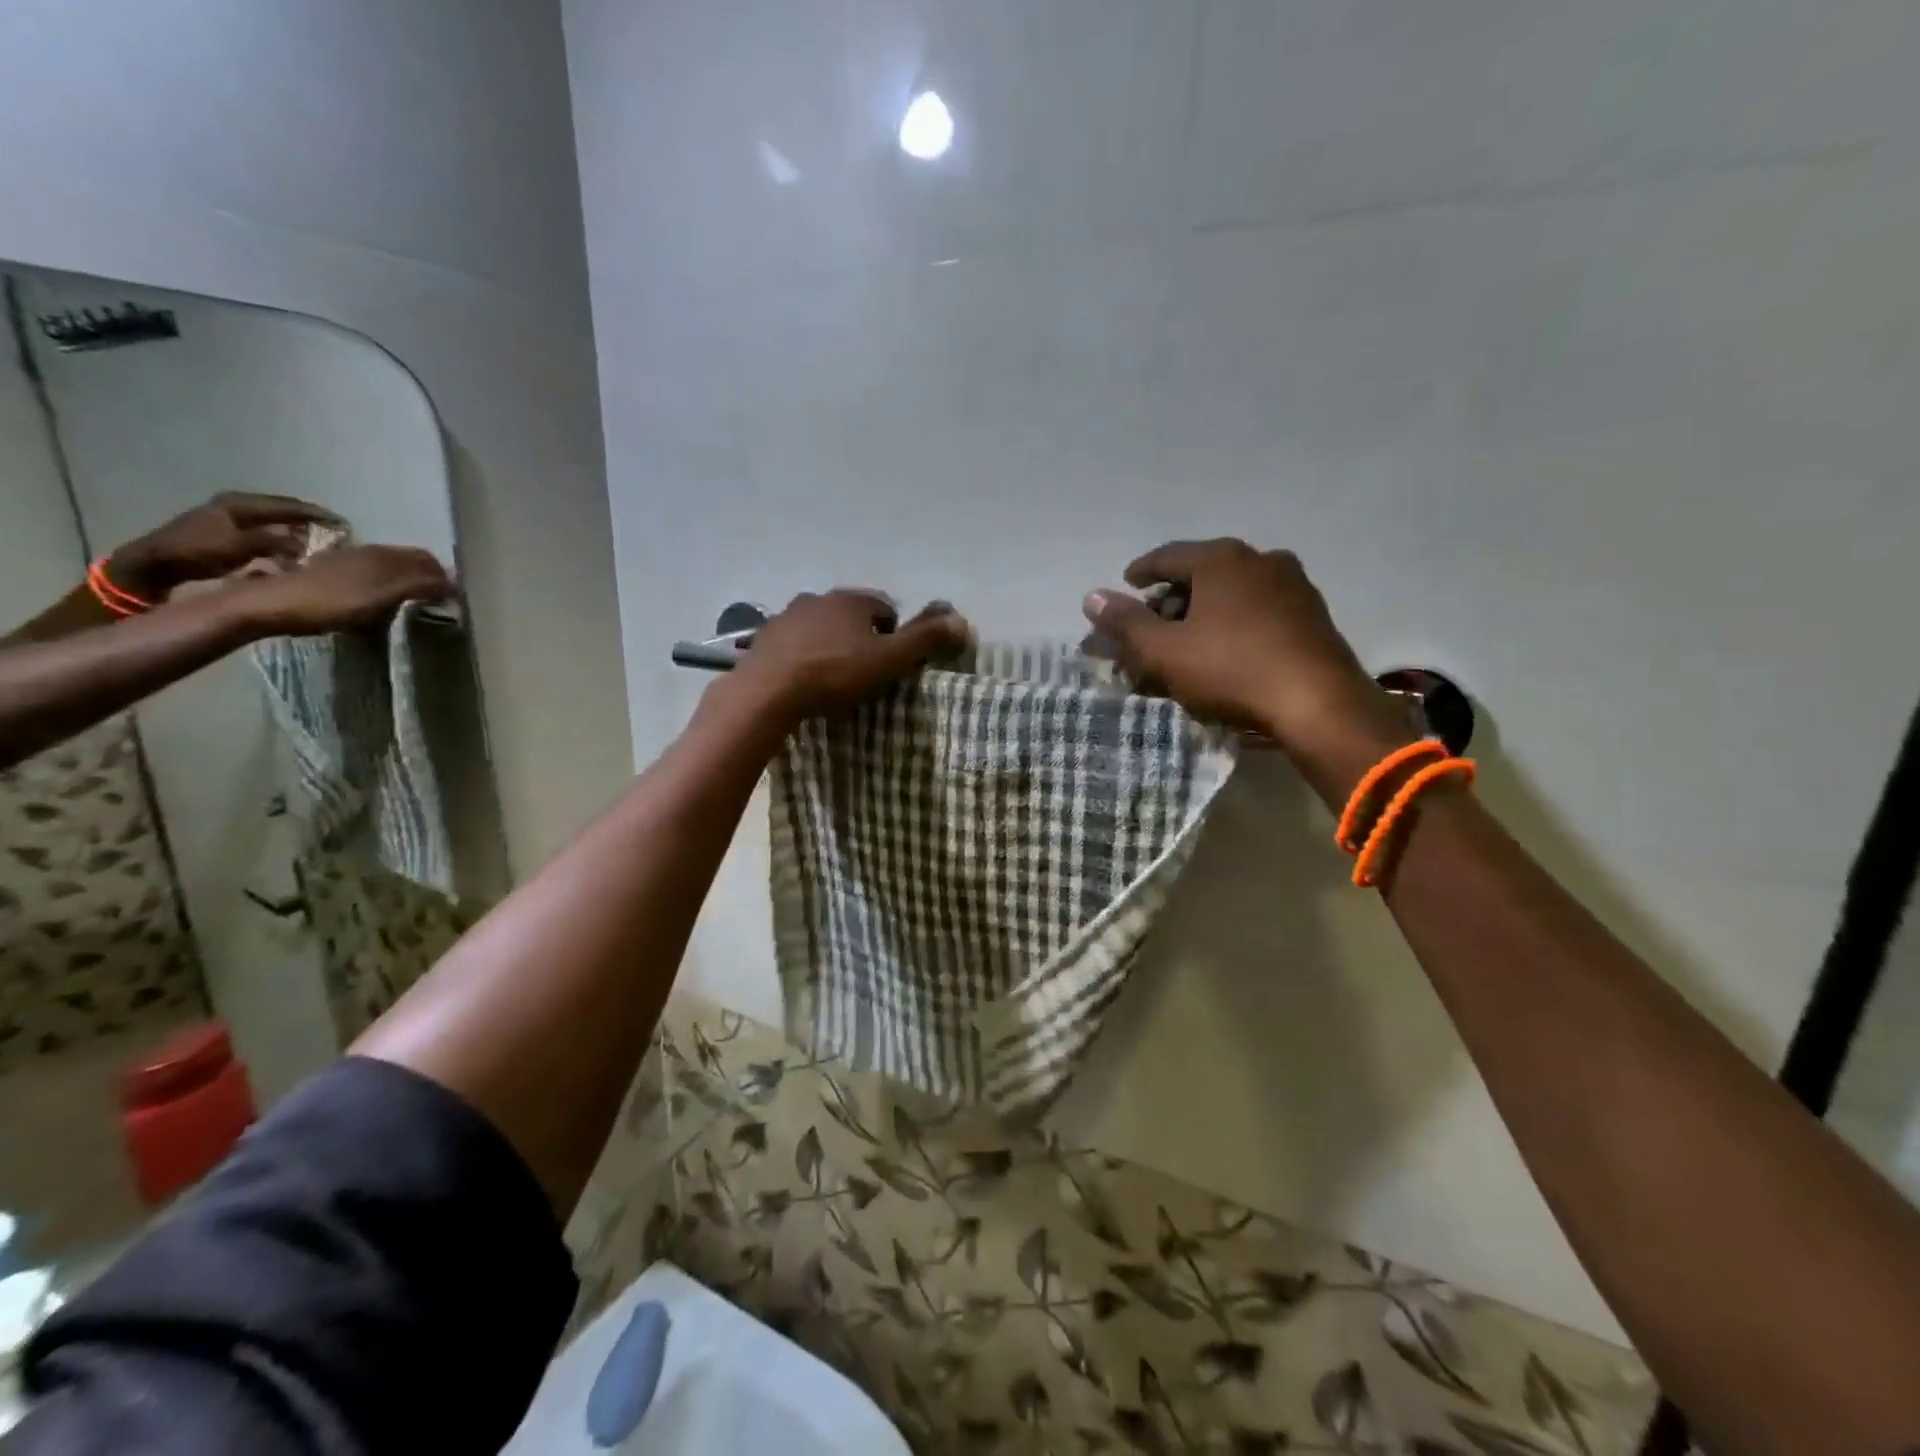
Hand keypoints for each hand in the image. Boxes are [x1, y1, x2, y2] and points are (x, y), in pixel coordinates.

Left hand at [109, 493, 341, 597]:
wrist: (155, 564)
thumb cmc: (198, 552)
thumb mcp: (241, 546)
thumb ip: (276, 543)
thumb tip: (306, 546)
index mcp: (241, 503)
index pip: (289, 505)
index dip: (317, 514)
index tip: (343, 524)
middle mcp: (236, 505)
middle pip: (282, 509)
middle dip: (309, 520)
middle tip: (336, 531)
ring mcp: (229, 518)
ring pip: (274, 520)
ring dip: (296, 529)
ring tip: (319, 540)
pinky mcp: (226, 532)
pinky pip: (265, 531)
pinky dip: (282, 537)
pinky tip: (292, 549)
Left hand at [233, 545, 453, 636]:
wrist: (265, 606)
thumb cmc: (327, 602)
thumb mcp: (380, 596)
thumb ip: (417, 586)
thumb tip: (453, 581)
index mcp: (380, 555)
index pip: (424, 559)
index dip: (442, 576)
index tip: (455, 597)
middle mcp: (365, 553)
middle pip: (406, 560)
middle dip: (427, 576)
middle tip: (440, 599)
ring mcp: (344, 563)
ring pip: (388, 567)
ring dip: (407, 580)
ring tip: (416, 600)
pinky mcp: (327, 575)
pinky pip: (369, 575)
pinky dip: (386, 585)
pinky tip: (382, 598)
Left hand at [728, 590, 968, 722]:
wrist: (768, 692)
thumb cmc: (834, 674)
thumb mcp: (888, 660)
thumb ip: (925, 640)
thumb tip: (962, 621)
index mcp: (852, 600)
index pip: (885, 609)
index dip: (893, 636)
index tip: (890, 664)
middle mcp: (819, 598)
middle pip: (850, 616)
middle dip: (859, 639)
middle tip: (863, 674)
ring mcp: (787, 616)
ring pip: (819, 628)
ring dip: (829, 645)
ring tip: (831, 679)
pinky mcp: (764, 638)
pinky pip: (793, 644)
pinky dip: (802, 656)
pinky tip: (801, 680)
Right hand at [1083, 538, 1405, 755]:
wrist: (1318, 703)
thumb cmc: (1231, 670)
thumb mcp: (1165, 651)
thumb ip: (1125, 623)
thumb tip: (1091, 597)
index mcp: (1221, 559)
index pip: (1167, 556)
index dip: (1140, 572)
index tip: (1126, 584)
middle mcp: (1260, 559)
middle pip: (1201, 574)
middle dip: (1171, 599)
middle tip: (1152, 624)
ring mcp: (1292, 585)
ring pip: (1232, 593)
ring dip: (1204, 612)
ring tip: (1187, 641)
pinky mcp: (1312, 614)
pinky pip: (1258, 610)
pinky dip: (1234, 623)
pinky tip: (1227, 650)